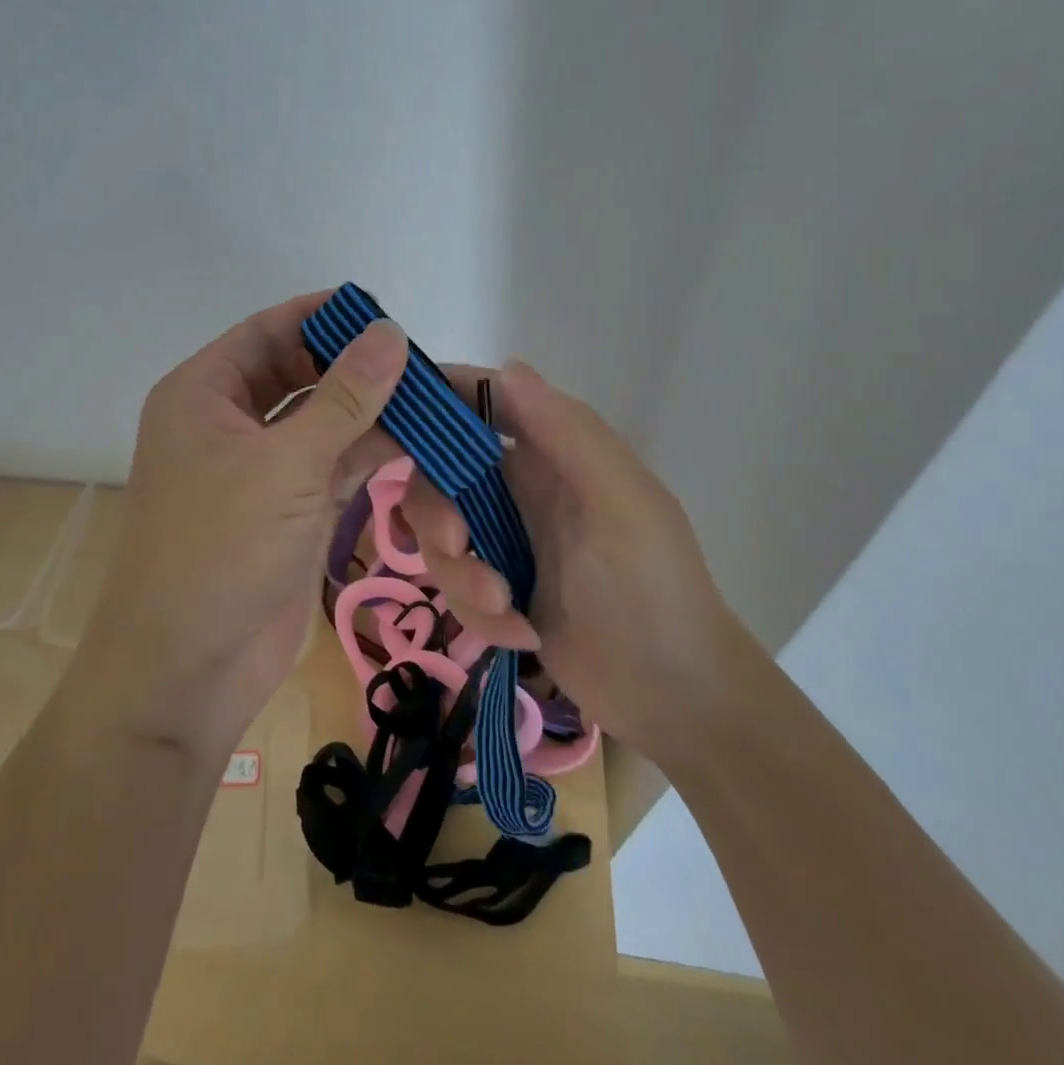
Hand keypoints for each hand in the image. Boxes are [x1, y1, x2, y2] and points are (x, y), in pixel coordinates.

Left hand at [69, 293, 407, 762]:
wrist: (187, 668)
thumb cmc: (220, 546)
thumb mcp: (286, 462)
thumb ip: (345, 397)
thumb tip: (390, 331)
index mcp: (204, 391)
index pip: (269, 330)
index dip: (323, 316)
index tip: (383, 311)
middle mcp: (229, 421)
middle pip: (301, 374)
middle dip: (357, 368)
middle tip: (421, 361)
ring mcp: (261, 468)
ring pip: (324, 422)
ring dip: (373, 415)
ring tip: (437, 400)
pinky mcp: (289, 509)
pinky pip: (335, 465)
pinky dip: (372, 455)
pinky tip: (420, 445)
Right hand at [402, 362, 746, 764]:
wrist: (674, 698)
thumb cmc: (653, 588)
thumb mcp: (619, 504)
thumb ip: (567, 434)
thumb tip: (506, 366)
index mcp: (552, 451)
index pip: (480, 401)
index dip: (435, 402)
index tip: (389, 425)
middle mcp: (519, 486)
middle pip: (438, 474)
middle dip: (436, 512)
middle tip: (456, 543)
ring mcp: (503, 538)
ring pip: (439, 534)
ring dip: (459, 575)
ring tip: (504, 610)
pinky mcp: (494, 587)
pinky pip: (453, 584)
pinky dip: (477, 612)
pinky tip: (522, 637)